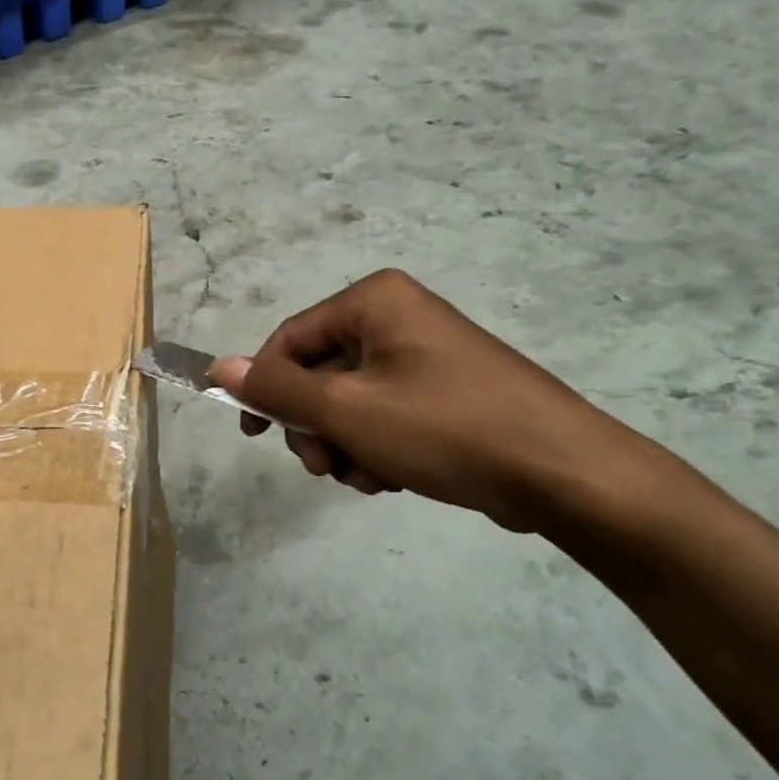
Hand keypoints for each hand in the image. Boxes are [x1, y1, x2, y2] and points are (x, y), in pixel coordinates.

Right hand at [211, 269, 639, 531]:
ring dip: (344, 445)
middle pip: (318, 372)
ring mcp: (423, 356)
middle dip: (315, 426)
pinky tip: (394, 477)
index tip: (253, 434)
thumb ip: (278, 389)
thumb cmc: (445, 429)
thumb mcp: (347, 410)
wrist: (561, 473)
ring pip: (348, 402)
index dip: (264, 386)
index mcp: (374, 302)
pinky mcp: (443, 392)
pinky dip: (376, 448)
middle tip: (326, 465)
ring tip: (371, 475)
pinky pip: (383, 415)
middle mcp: (397, 318)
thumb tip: (218, 367)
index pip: (290, 338)